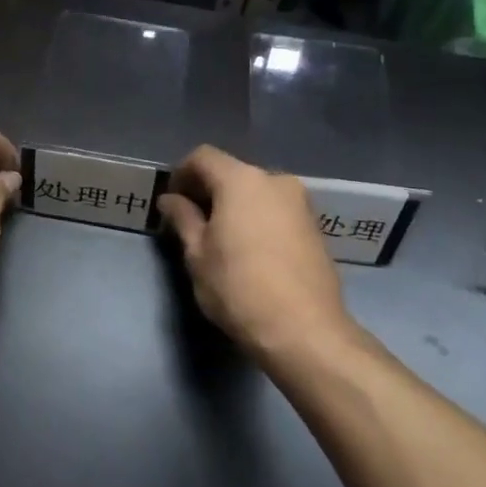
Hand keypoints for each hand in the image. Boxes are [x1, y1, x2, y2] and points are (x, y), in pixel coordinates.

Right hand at [156, 145, 351, 360]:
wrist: (304, 330)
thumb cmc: (239, 288)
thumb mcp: (198, 255)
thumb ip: (183, 219)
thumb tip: (170, 200)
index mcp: (241, 180)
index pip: (203, 157)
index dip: (181, 173)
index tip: (171, 201)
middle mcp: (275, 180)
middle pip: (232, 172)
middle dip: (209, 190)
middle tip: (191, 221)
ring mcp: (301, 202)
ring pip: (257, 192)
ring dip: (235, 205)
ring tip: (220, 238)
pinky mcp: (315, 226)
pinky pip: (276, 210)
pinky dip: (258, 218)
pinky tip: (250, 249)